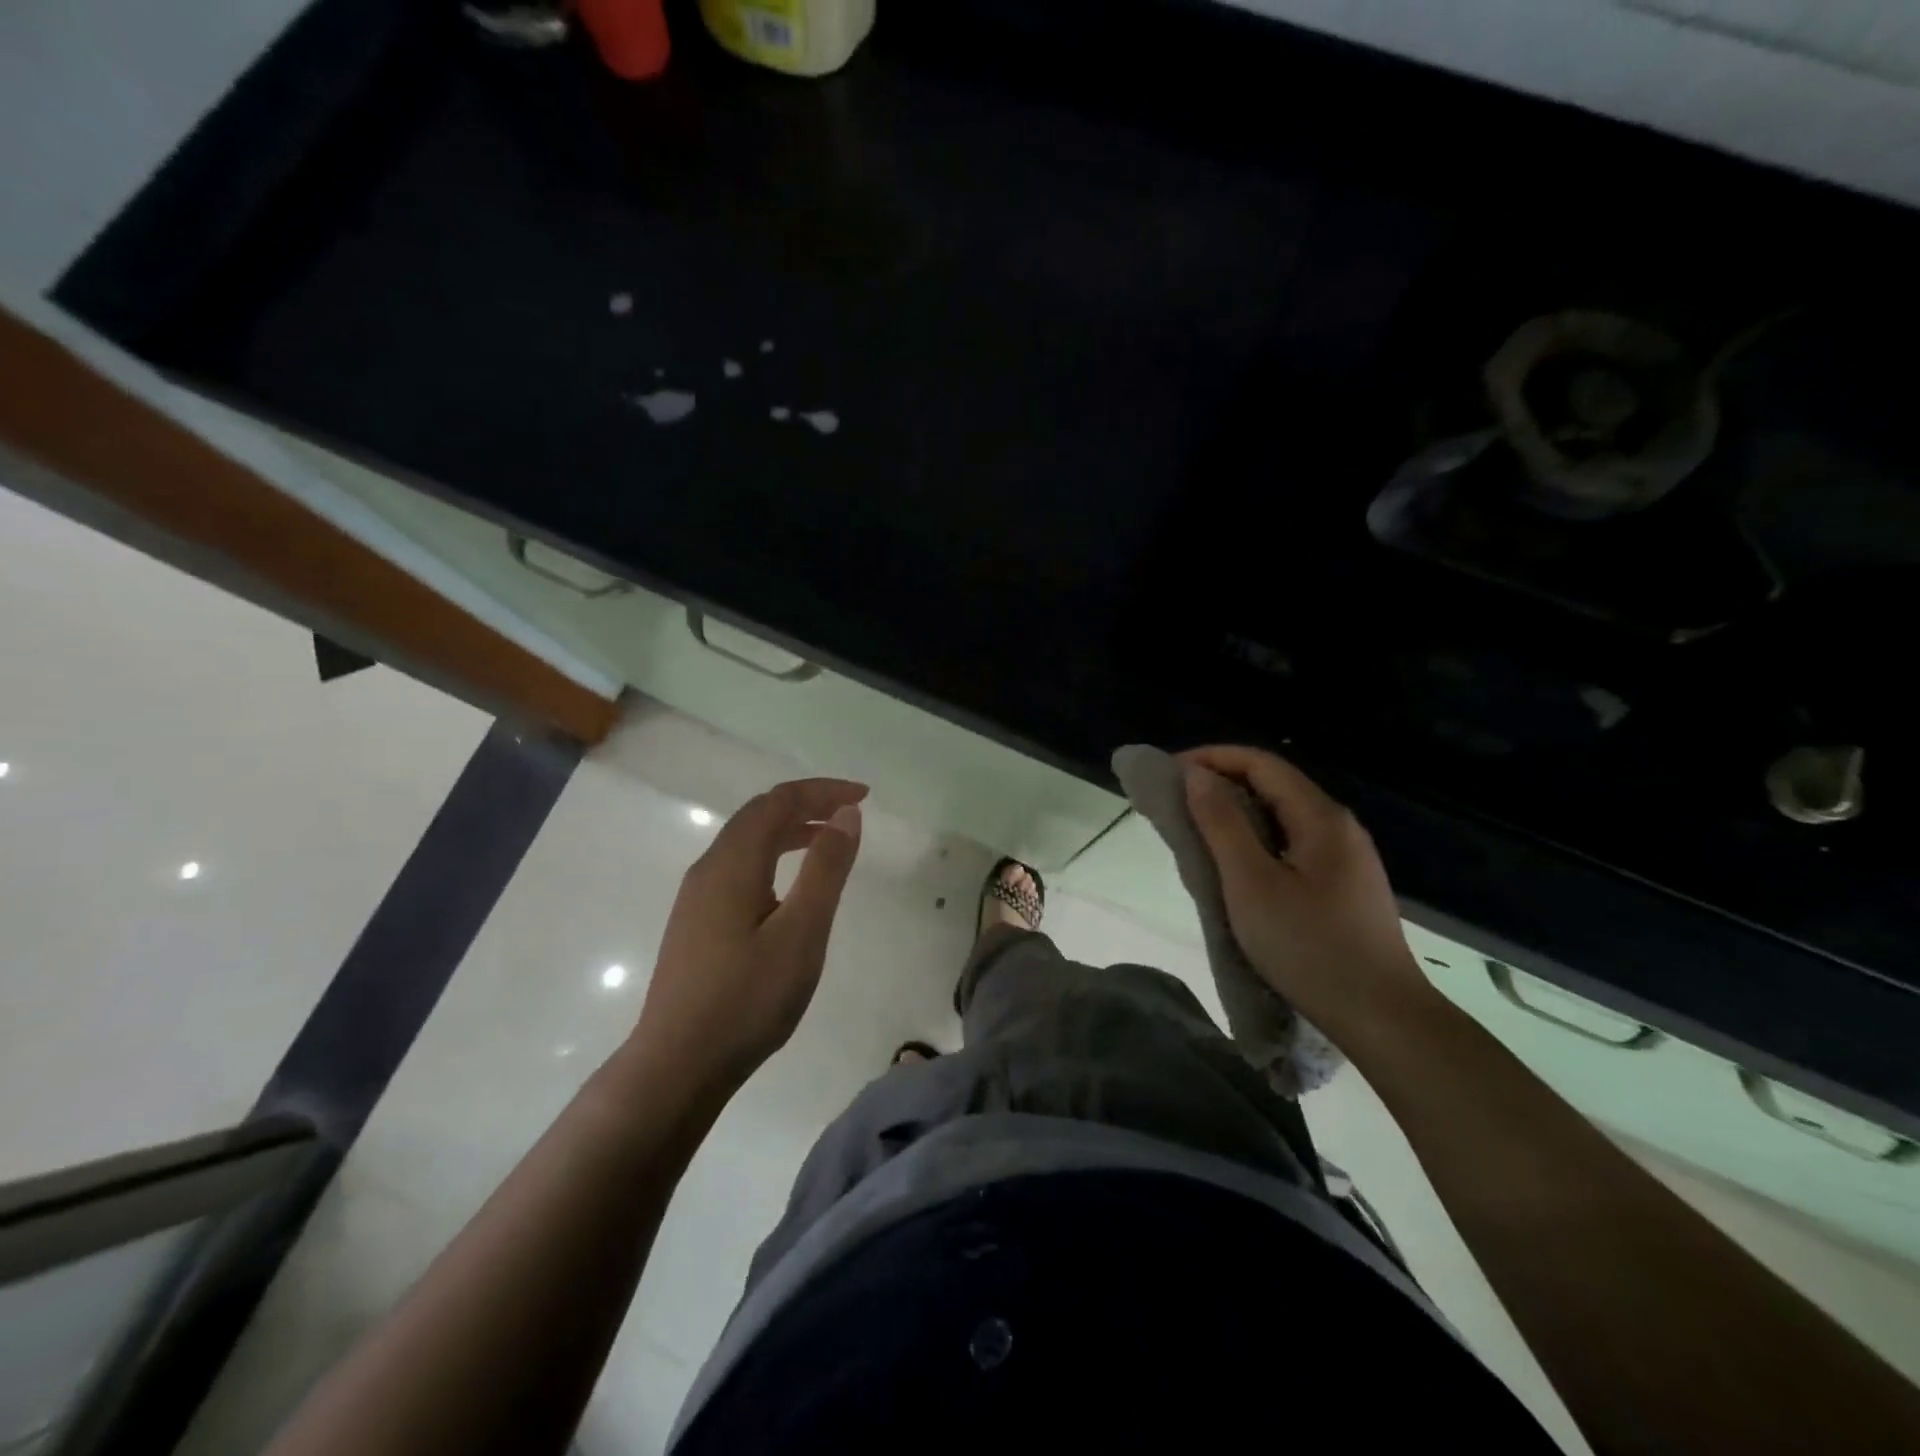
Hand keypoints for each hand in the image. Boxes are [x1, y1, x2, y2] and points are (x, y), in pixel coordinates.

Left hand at [631, 778, 866, 1096]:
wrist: (677, 1066)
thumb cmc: (747, 998)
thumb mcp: (802, 932)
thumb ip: (826, 868)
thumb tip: (846, 814)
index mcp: (732, 863)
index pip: (778, 802)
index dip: (822, 791)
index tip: (864, 796)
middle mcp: (709, 869)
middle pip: (758, 815)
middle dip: (807, 804)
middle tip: (850, 813)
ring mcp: (697, 898)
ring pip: (746, 842)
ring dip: (789, 830)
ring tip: (828, 840)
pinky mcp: (696, 923)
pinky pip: (739, 868)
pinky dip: (772, 856)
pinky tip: (789, 887)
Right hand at [1182, 746, 1436, 1048]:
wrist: (1383, 1018)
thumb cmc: (1310, 947)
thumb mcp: (1252, 883)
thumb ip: (1222, 823)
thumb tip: (1196, 775)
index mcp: (1321, 817)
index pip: (1260, 763)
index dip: (1211, 758)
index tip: (1167, 773)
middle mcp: (1338, 826)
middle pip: (1273, 785)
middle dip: (1220, 783)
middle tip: (1174, 802)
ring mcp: (1345, 857)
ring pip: (1281, 816)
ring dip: (1235, 814)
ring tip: (1195, 830)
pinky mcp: (1342, 886)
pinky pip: (1290, 844)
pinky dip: (1254, 840)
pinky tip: (1234, 865)